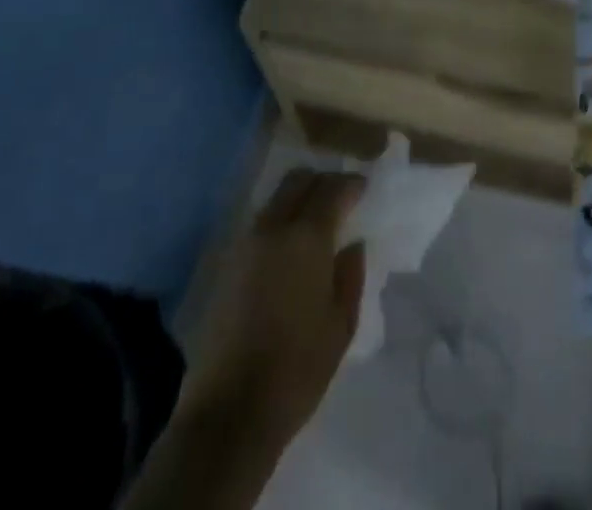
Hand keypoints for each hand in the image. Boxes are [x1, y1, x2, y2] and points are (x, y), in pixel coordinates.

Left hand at [181, 168, 365, 447]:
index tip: (364, 188)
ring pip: (276, 198)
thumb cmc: (297, 368)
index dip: (351, 184)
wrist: (230, 410)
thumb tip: (352, 244)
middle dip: (322, 180)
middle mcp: (273, 228)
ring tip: (316, 219)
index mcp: (307, 238)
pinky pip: (260, 222)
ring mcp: (245, 243)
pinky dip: (279, 219)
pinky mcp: (227, 263)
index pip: (332, 189)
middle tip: (340, 196)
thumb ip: (350, 276)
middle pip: (298, 180)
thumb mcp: (341, 325)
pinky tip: (290, 245)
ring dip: (298, 197)